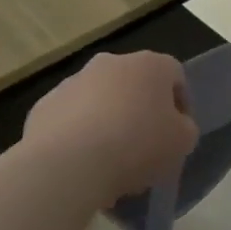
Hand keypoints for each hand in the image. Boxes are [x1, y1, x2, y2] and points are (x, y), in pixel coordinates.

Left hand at [22, 51, 197, 204]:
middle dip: (140, 112)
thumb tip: (175, 126)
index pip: (175, 75)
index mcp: (149, 65)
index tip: (177, 134)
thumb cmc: (136, 146)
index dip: (180, 104)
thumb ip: (185, 129)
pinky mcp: (45, 105)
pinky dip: (77, 136)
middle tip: (143, 148)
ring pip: (100, 101)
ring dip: (107, 123)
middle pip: (134, 86)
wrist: (68, 164)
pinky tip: (81, 165)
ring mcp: (74, 81)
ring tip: (109, 164)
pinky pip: (70, 120)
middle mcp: (111, 63)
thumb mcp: (182, 142)